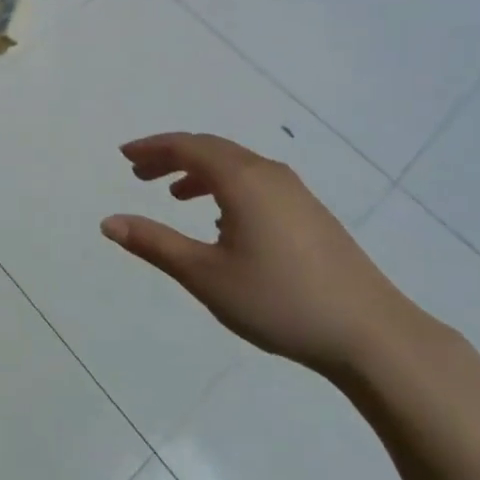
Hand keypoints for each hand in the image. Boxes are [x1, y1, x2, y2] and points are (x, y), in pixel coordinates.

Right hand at [101, 132, 420, 378]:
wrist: (371, 333)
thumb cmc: (280, 301)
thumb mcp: (206, 276)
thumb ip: (155, 244)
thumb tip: (108, 222)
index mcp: (241, 178)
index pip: (187, 146)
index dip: (152, 148)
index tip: (125, 156)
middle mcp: (268, 172)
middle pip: (211, 149)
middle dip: (172, 157)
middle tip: (140, 173)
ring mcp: (295, 191)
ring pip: (236, 165)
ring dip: (200, 172)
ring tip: (175, 195)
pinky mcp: (311, 212)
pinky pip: (256, 182)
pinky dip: (227, 186)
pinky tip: (224, 220)